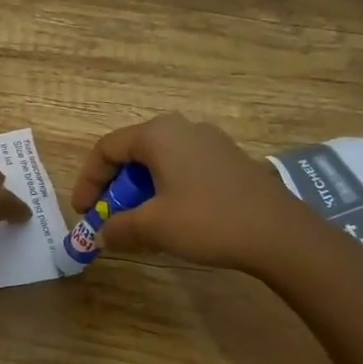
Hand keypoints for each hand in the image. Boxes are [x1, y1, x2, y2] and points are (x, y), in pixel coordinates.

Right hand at [71, 113, 305, 270]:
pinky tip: (171, 219)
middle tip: (109, 218)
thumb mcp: (153, 227)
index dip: (88, 181)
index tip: (83, 212)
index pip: (106, 149)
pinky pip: (183, 169)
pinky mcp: (229, 160)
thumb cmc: (207, 221)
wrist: (279, 233)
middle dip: (114, 188)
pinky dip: (166, 190)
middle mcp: (182, 128)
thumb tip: (102, 234)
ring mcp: (209, 142)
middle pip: (132, 153)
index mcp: (157, 134)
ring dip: (140, 191)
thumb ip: (119, 228)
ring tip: (138, 223)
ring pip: (159, 162)